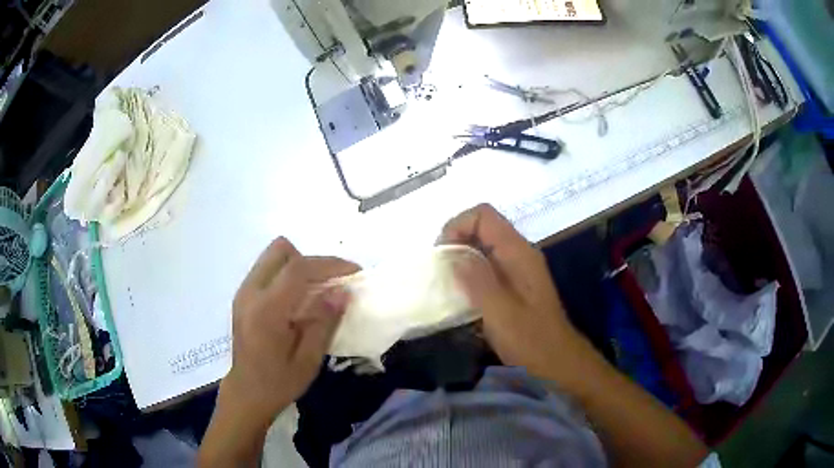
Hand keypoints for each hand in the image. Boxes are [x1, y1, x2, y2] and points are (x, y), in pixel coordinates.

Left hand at [222, 237, 358, 423]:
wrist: (246, 392)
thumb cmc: (279, 382)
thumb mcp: (309, 360)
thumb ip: (325, 322)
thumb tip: (343, 291)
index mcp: (267, 310)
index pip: (298, 269)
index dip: (329, 264)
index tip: (354, 271)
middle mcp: (250, 292)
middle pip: (281, 250)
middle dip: (311, 261)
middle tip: (329, 283)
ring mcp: (243, 291)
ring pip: (273, 255)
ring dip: (298, 265)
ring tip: (314, 291)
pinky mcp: (242, 295)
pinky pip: (267, 268)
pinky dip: (287, 274)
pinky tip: (297, 299)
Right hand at [438, 204, 580, 378]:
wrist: (557, 361)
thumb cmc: (531, 340)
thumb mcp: (501, 314)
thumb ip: (477, 281)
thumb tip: (452, 255)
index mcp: (518, 253)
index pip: (483, 215)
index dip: (457, 226)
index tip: (442, 255)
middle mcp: (519, 253)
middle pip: (482, 227)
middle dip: (456, 241)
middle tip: (440, 271)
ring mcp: (518, 267)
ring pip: (483, 246)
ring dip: (461, 257)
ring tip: (446, 282)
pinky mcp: (515, 283)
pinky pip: (487, 264)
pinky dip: (470, 271)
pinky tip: (462, 295)